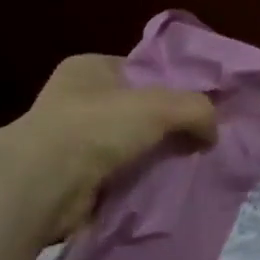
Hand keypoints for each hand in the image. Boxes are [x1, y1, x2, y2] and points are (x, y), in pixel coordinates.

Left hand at [3, 55, 216, 240]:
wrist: (45, 183)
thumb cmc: (98, 127)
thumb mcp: (160, 105)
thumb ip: (196, 109)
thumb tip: (214, 132)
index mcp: (89, 68)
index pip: (140, 71)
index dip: (171, 87)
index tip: (200, 110)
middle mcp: (76, 100)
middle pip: (136, 111)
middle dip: (165, 128)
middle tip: (200, 143)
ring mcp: (71, 141)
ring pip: (128, 147)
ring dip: (151, 159)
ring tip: (188, 170)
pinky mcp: (72, 179)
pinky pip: (117, 177)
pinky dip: (136, 184)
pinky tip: (162, 191)